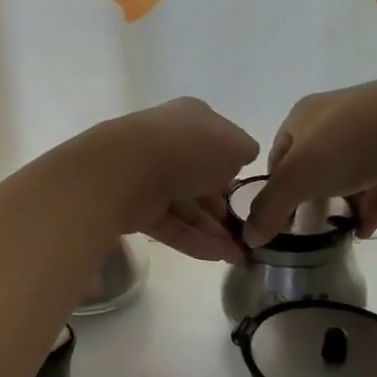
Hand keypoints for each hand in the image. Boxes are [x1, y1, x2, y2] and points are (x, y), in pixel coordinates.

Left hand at [96, 99, 257, 262]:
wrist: (128, 169)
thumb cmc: (189, 148)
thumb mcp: (234, 144)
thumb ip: (243, 151)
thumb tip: (241, 157)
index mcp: (189, 118)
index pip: (215, 142)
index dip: (233, 167)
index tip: (248, 193)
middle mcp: (167, 144)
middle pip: (199, 177)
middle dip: (223, 206)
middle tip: (245, 230)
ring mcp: (148, 176)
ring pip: (187, 206)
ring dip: (214, 230)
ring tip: (239, 254)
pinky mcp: (136, 208)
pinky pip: (172, 226)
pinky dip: (196, 241)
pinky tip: (222, 257)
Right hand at [243, 74, 376, 246]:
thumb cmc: (346, 143)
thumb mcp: (297, 178)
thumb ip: (270, 208)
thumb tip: (248, 237)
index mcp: (303, 116)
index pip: (278, 154)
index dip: (275, 187)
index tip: (279, 217)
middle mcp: (335, 116)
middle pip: (314, 161)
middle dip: (311, 194)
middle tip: (310, 225)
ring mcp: (374, 126)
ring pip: (350, 169)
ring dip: (343, 200)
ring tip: (339, 230)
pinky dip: (373, 201)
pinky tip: (368, 229)